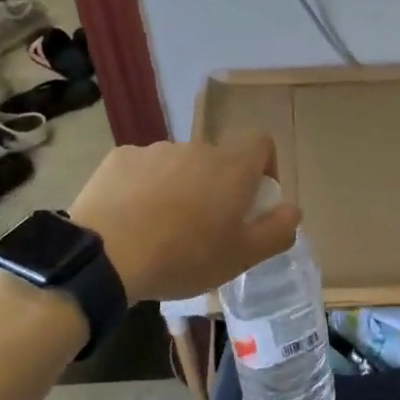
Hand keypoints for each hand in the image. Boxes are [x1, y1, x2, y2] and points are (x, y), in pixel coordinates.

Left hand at [68, 137, 300, 302]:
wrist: (106, 256)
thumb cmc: (184, 257)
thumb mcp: (242, 257)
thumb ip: (277, 230)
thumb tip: (293, 209)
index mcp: (232, 167)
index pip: (261, 143)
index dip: (264, 166)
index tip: (253, 200)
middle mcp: (197, 148)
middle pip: (217, 161)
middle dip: (216, 187)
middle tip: (205, 229)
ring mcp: (156, 150)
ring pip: (179, 166)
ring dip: (180, 188)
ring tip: (162, 230)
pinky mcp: (120, 158)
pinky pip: (143, 170)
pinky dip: (144, 189)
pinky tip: (131, 220)